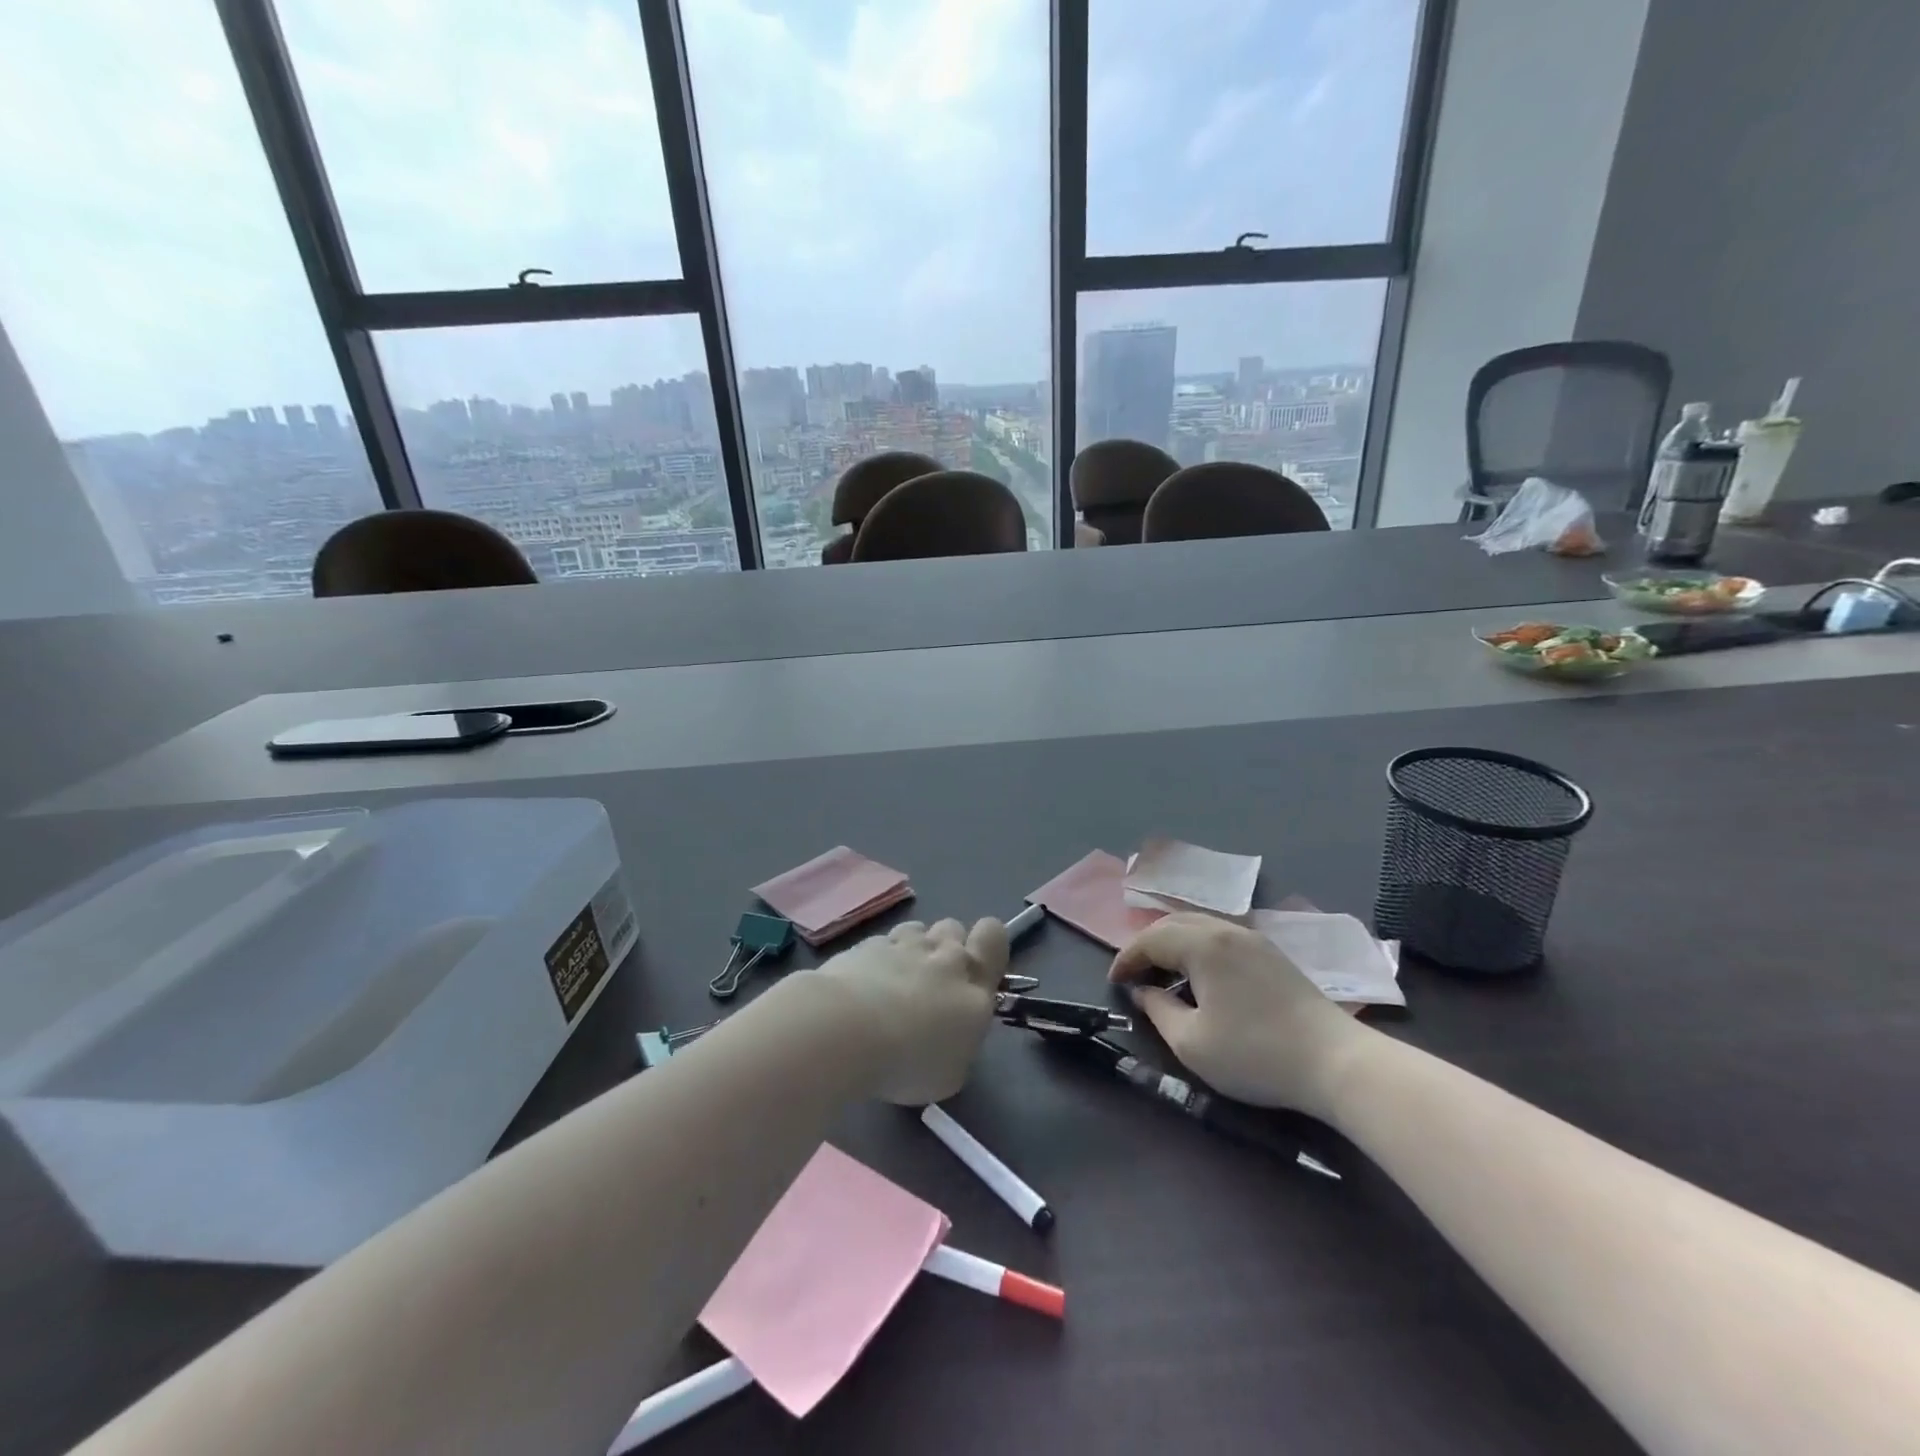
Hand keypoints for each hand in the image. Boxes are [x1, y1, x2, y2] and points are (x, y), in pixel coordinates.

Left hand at [819, 918, 1007, 1105]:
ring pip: (918, 929)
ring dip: (913, 948)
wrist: (845, 1032)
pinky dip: (878, 958)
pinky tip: (864, 985)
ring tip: (896, 981)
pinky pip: (883, 943)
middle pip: (954, 928)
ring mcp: (903, 945)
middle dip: (947, 947)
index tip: (975, 970)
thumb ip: (958, 1043)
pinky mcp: (867, 944)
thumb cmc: (908, 1062)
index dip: (988, 944)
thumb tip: (951, 1034)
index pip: (994, 937)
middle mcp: (943, 957)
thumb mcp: (951, 1073)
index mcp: (974, 987)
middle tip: (932, 983)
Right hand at [1109, 913, 1367, 1118]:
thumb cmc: (1255, 1053)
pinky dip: (1198, 946)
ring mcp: (1254, 939)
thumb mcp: (1192, 1043)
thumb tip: (1144, 992)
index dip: (1127, 958)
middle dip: (1147, 944)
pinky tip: (1200, 975)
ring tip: (1162, 972)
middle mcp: (1226, 930)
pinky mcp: (1272, 954)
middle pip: (1173, 923)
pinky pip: (1221, 936)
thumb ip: (1158, 1011)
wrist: (1336, 1062)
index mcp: (1202, 944)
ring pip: (1199, 925)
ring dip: (1173, 943)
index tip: (1114, 982)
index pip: (1150, 939)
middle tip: (1134, 973)